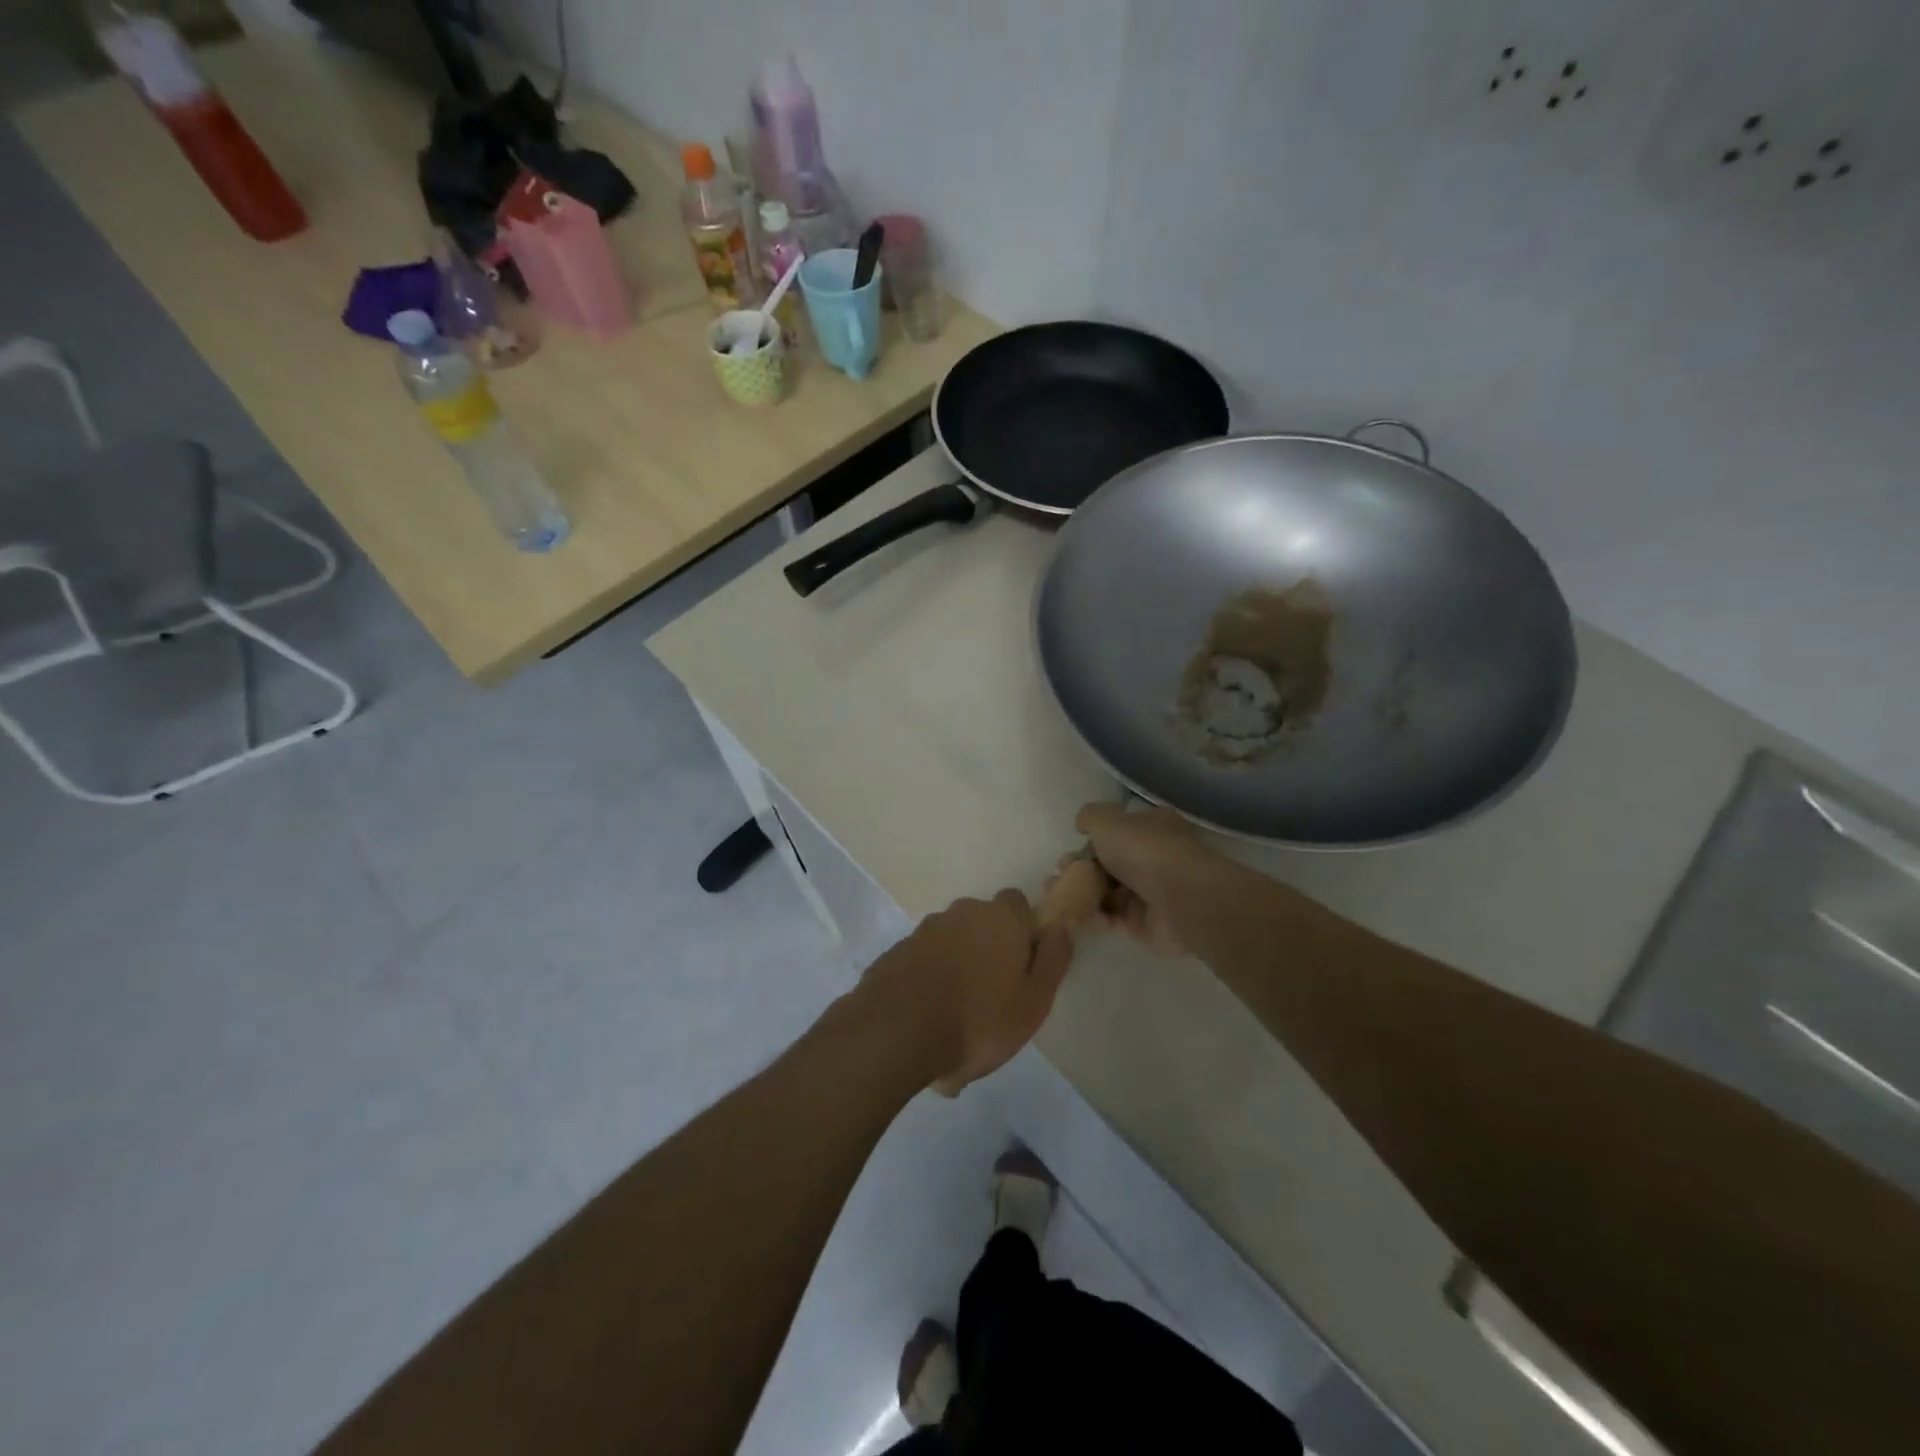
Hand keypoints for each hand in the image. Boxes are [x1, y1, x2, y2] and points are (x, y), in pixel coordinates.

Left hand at [860, 890, 1074, 1095]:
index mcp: (1000, 917)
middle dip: (989, 948)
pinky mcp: (897, 951)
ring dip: (958, 965)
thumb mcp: (1034, 1000)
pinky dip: (930, 979)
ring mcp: (925, 930)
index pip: (1018, 904)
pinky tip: (930, 1016)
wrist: (897, 1031)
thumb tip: (1061, 925)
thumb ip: (1053, 958)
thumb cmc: (979, 1019)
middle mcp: (962, 912)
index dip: (1024, 930)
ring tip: (959, 1015)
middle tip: (993, 995)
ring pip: (952, 941)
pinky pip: (925, 960)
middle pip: (983, 922)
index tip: (1024, 965)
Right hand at [1073, 802, 1213, 956]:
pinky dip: (1098, 917)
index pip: (1115, 832)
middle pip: (1108, 863)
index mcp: (1150, 826)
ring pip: (1108, 892)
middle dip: (1080, 871)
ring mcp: (1151, 891)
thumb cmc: (1144, 851)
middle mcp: (1152, 856)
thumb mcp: (1107, 820)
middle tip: (1059, 878)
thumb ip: (1090, 818)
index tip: (1067, 855)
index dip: (1088, 842)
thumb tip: (1083, 824)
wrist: (1183, 899)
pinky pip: (1115, 918)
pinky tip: (1085, 917)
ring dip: (1083, 895)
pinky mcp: (1147, 923)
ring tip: (1061, 900)